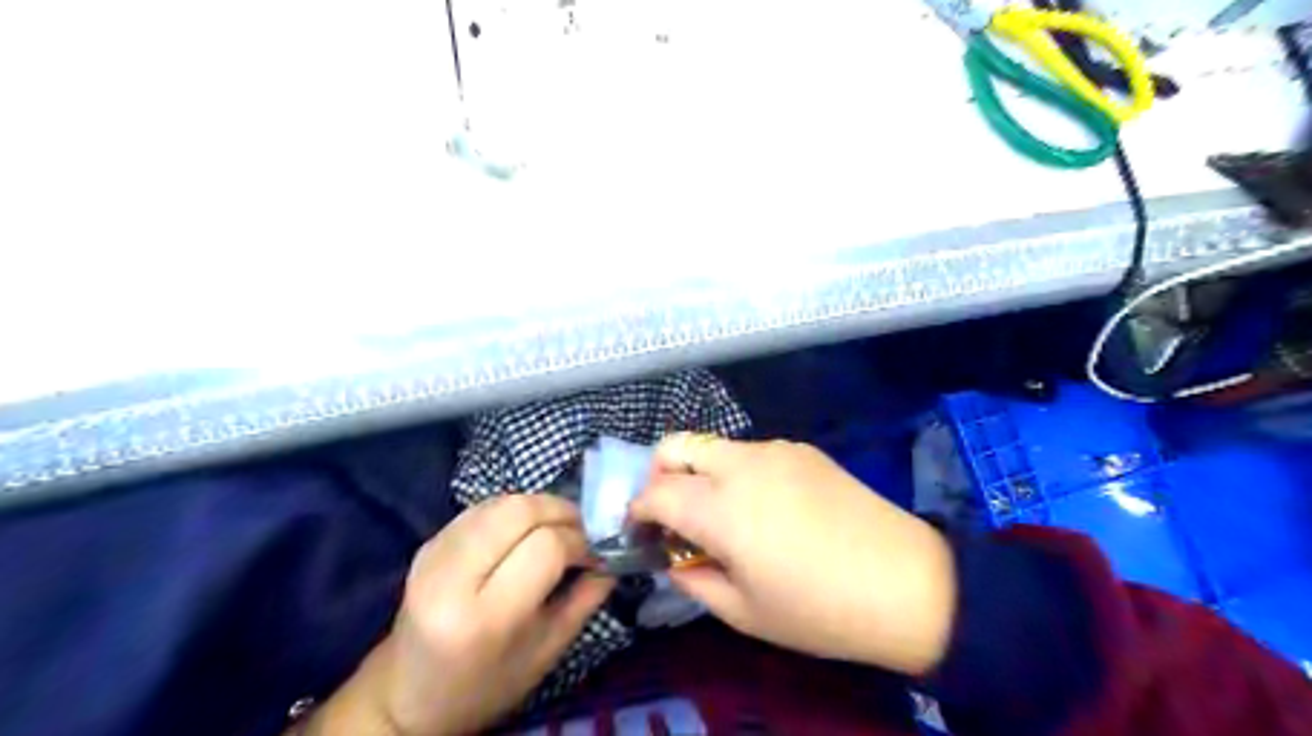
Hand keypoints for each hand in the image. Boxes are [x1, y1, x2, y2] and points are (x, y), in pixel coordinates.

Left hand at [312, 495, 612, 734]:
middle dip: (561, 511)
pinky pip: (482, 509)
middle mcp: (452, 578)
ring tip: (558, 527)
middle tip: (581, 529)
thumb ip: (584, 600)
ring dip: (539, 506)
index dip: (579, 541)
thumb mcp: (546, 653)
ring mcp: (433, 555)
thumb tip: (611, 558)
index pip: (546, 547)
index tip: (595, 552)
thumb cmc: (485, 685)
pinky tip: (526, 530)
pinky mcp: (427, 544)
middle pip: (519, 511)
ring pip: (500, 502)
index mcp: (485, 617)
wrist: (407, 695)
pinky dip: (513, 510)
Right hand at [627, 433, 956, 676]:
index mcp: (721, 508)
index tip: (641, 532)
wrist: (907, 583)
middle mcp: (741, 465)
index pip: (655, 493)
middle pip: (675, 445)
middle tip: (674, 515)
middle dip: (659, 475)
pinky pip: (752, 453)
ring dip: (701, 474)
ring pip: (715, 447)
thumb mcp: (743, 613)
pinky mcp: (803, 450)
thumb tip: (675, 558)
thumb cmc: (819, 609)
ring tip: (725, 516)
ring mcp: (776, 450)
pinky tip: (766, 508)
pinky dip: (738, 473)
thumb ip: (693, 580)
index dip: (638, 511)